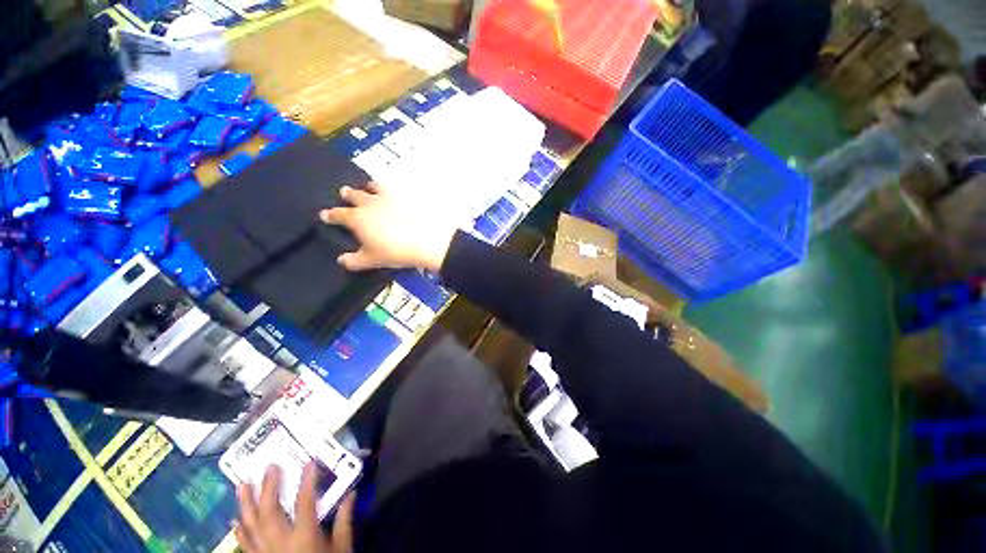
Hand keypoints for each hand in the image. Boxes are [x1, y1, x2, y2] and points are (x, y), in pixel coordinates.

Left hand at [235, 464, 354, 552]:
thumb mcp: (342, 548)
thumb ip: (344, 520)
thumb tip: (352, 493)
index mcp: (304, 537)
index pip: (304, 502)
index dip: (307, 481)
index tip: (309, 462)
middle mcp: (279, 543)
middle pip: (269, 512)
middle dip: (269, 487)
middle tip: (270, 467)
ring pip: (250, 526)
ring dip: (245, 504)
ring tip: (242, 484)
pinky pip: (245, 544)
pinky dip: (240, 530)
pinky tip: (236, 518)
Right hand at [320, 183, 457, 272]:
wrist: (427, 240)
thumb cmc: (396, 252)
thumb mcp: (372, 260)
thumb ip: (355, 260)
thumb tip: (342, 260)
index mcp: (357, 218)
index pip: (338, 215)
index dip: (330, 215)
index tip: (325, 214)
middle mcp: (370, 203)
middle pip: (354, 195)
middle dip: (348, 194)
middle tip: (344, 192)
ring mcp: (390, 197)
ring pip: (375, 186)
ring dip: (370, 187)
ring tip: (370, 187)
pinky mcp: (408, 196)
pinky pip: (398, 189)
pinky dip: (394, 189)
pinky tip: (397, 193)